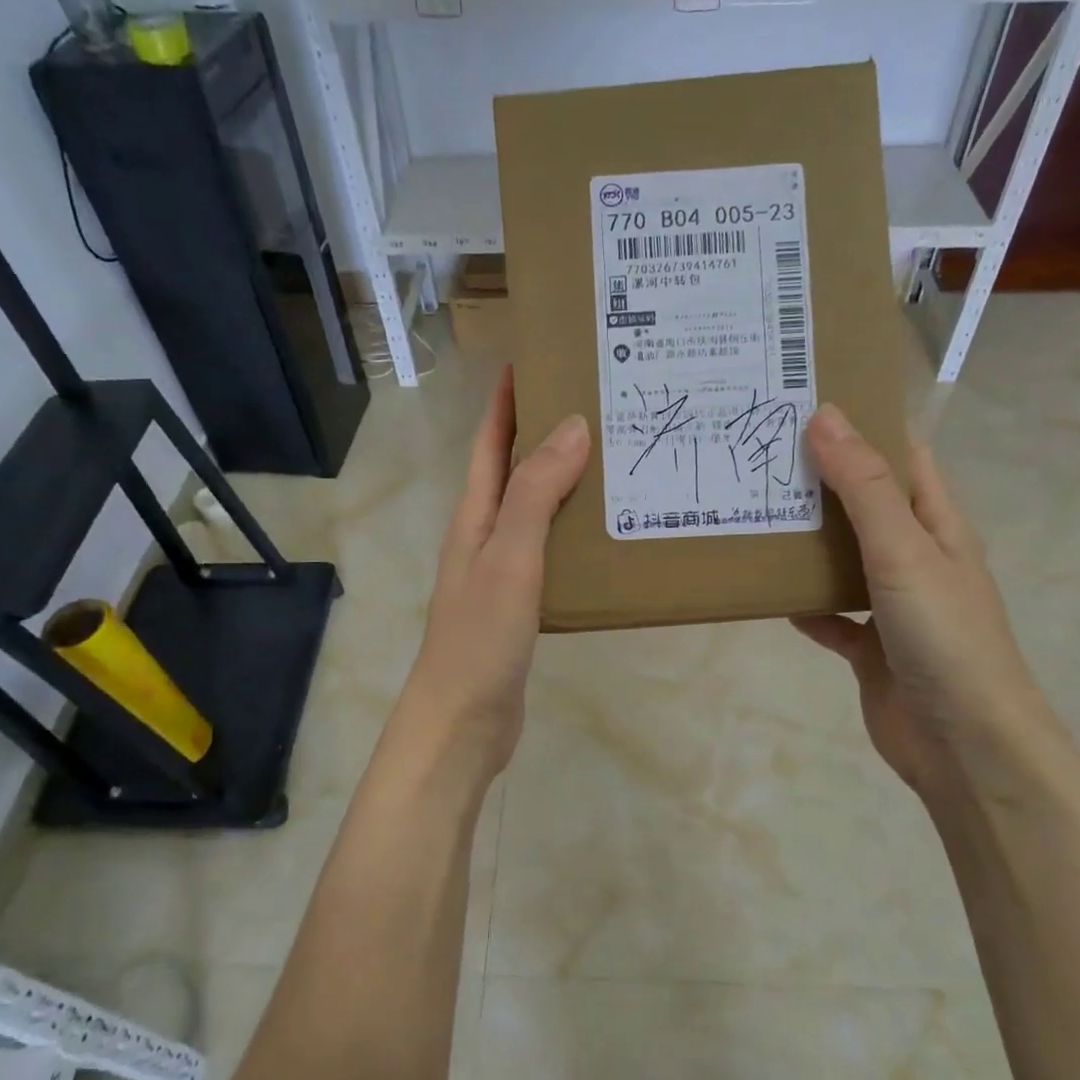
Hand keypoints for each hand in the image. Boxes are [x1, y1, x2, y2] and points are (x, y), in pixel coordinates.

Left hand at [408, 367, 588, 783]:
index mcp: (475, 517)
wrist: (463, 722)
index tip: (539, 358)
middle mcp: (485, 537)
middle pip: (514, 471)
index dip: (508, 400)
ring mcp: (502, 572)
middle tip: (599, 404)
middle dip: (546, 432)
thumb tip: (572, 425)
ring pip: (536, 511)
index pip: (490, 442)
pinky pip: (551, 551)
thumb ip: (536, 493)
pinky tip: (607, 534)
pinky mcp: (522, 604)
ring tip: (615, 458)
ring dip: (566, 481)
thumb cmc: (480, 636)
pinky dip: (574, 531)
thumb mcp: (510, 557)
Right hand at [792, 405, 1050, 808]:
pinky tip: (771, 598)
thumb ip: (862, 486)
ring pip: (845, 560)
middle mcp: (917, 558)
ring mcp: (895, 605)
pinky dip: (805, 607)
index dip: (865, 425)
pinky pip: (832, 617)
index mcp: (938, 524)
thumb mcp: (903, 550)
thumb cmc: (944, 635)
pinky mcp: (872, 648)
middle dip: (823, 481)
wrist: (964, 743)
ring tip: (756, 515)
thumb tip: (825, 415)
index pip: (903, 457)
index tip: (808, 401)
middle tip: (763, 455)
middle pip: (866, 505)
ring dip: (809, 544)